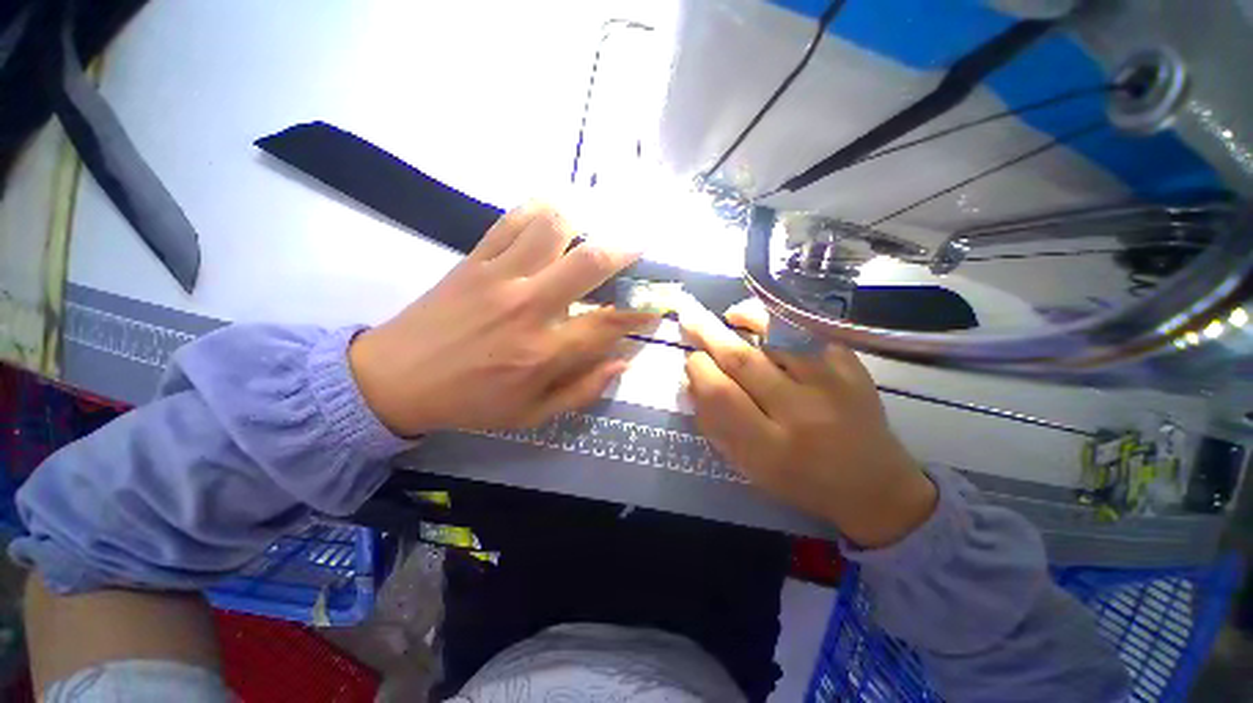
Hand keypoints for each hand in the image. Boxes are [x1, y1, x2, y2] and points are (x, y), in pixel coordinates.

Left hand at [350, 203, 655, 434]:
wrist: (395, 379)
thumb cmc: (471, 402)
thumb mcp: (532, 414)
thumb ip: (583, 390)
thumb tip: (622, 361)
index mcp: (544, 351)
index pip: (608, 323)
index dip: (640, 315)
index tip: (656, 308)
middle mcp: (529, 306)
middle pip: (589, 262)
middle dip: (625, 249)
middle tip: (639, 245)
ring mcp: (500, 276)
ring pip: (552, 226)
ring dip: (583, 220)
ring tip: (595, 225)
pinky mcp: (474, 259)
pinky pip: (512, 220)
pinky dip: (538, 210)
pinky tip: (553, 215)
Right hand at [680, 298, 935, 547]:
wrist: (874, 486)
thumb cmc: (799, 479)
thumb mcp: (748, 465)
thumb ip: (716, 423)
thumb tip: (694, 378)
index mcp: (769, 448)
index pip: (721, 395)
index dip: (699, 370)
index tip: (692, 360)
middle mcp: (801, 413)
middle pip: (743, 361)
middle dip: (710, 336)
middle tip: (690, 318)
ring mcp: (832, 384)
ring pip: (776, 337)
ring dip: (746, 319)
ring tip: (729, 315)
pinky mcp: (853, 367)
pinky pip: (808, 332)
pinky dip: (781, 321)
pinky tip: (765, 321)